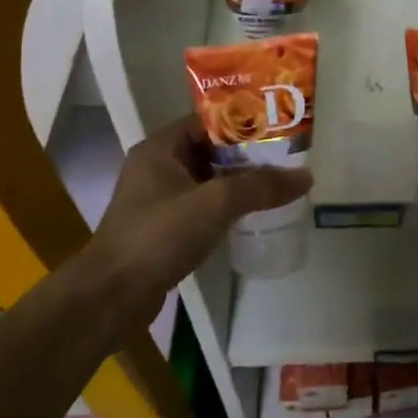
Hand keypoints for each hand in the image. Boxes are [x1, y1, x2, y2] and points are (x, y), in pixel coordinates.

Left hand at [80, 115, 311, 310]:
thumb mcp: (215, 203)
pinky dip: (226, 206)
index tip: (279, 127)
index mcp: (160, 148)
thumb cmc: (159, 235)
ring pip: (207, 179)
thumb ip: (260, 186)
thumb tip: (305, 176)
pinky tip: (253, 213)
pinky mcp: (163, 228)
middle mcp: (157, 167)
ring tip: (278, 182)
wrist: (112, 296)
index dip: (243, 121)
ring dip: (238, 181)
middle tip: (287, 156)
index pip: (208, 121)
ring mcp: (158, 199)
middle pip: (210, 149)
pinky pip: (202, 205)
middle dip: (247, 153)